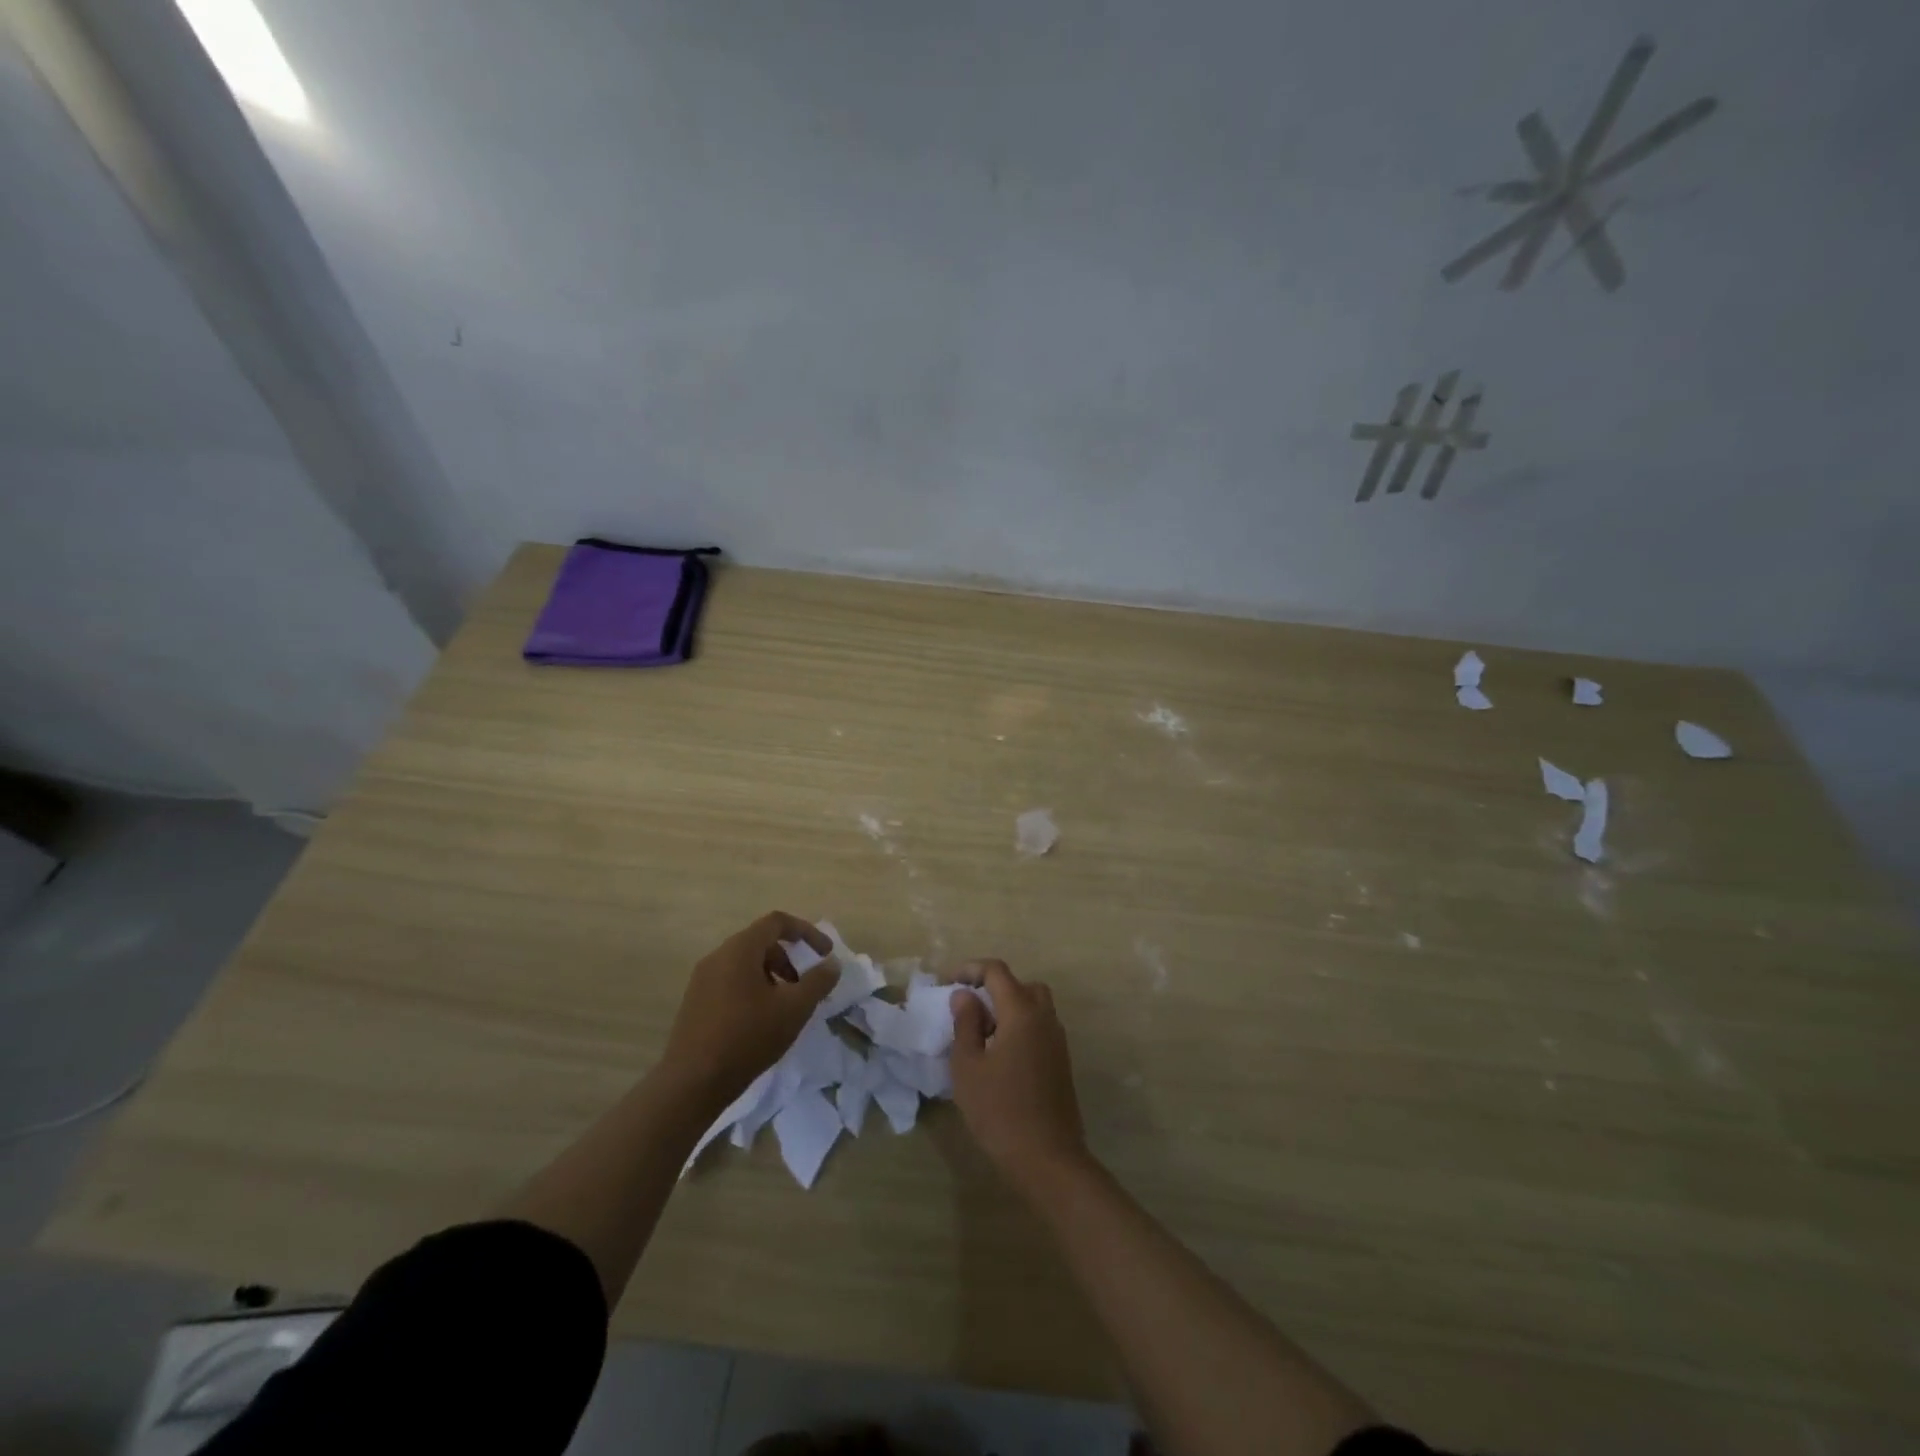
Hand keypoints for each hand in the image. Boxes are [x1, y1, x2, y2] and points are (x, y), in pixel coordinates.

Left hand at [660, 912, 838, 1107]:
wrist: (691, 1084)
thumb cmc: (747, 1038)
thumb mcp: (794, 1009)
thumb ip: (818, 981)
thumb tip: (831, 963)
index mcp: (740, 949)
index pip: (777, 922)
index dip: (806, 932)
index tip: (825, 954)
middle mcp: (718, 956)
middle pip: (761, 942)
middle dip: (789, 959)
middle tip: (804, 986)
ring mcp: (702, 980)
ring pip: (745, 964)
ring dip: (772, 976)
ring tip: (784, 1007)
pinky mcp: (695, 1002)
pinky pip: (730, 981)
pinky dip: (752, 989)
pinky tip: (760, 1022)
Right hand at [949, 960, 1089, 1190]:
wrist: (1048, 1158)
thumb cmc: (1000, 1110)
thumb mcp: (968, 1066)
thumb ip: (965, 1024)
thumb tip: (965, 995)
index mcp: (1021, 1012)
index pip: (997, 971)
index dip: (970, 969)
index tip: (948, 983)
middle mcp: (1044, 1018)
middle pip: (1021, 985)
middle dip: (993, 988)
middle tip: (969, 1009)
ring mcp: (1057, 1040)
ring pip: (1034, 1006)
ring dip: (1008, 1008)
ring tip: (982, 1034)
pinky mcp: (1061, 1061)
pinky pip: (1039, 1027)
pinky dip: (1019, 1027)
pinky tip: (1000, 1056)